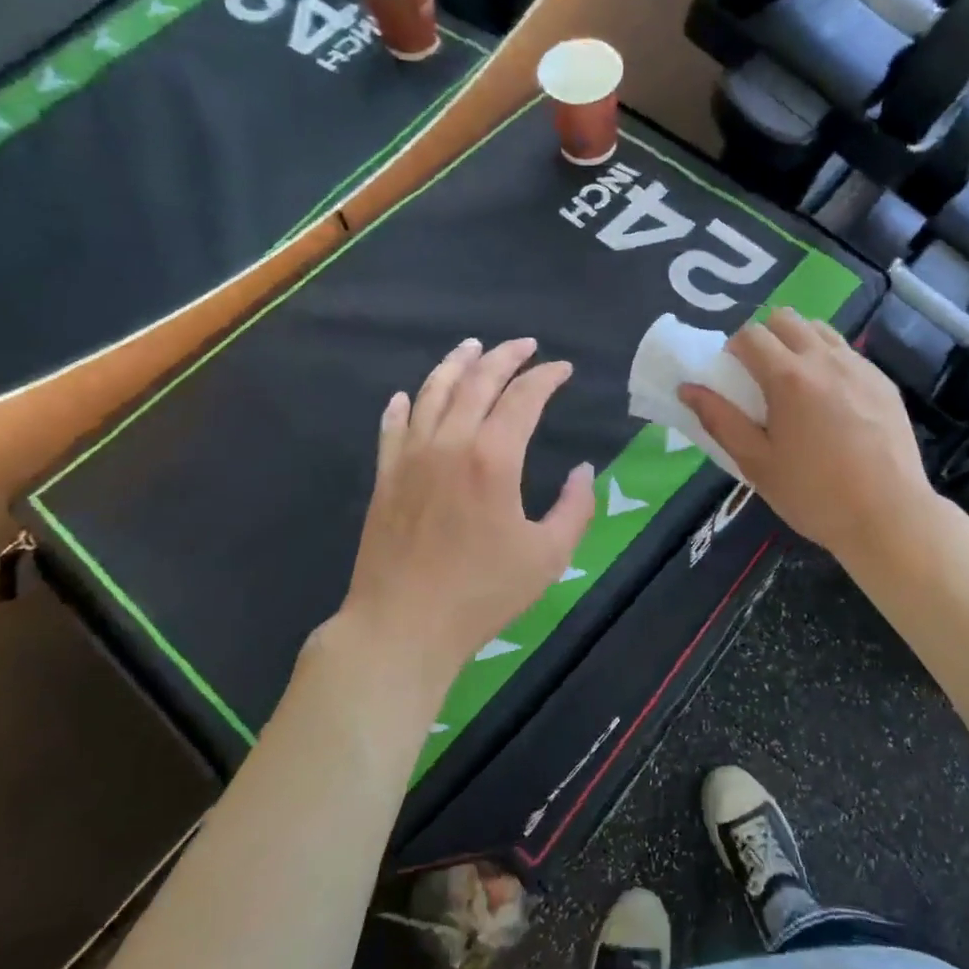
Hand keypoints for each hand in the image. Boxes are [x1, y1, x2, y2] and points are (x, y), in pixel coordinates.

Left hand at [321, 338, 595, 695]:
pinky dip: (403, 405)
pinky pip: (392, 427)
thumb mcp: (549, 555)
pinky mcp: (385, 477)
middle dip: (504, 356)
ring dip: (455, 365)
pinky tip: (407, 396)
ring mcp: (410, 457)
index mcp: (493, 458)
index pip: (523, 398)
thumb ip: (575, 508)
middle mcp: (449, 443)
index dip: (546, 377)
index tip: (564, 369)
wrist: (403, 624)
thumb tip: (584, 471)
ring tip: (471, 347)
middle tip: (524, 345)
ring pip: (432, 392)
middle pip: (476, 381)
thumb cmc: (483, 593)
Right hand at [681, 309, 936, 563]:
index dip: (734, 349)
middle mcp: (825, 359)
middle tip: (762, 377)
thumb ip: (720, 420)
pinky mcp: (884, 382)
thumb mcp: (756, 463)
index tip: (734, 378)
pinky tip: (833, 402)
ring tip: (798, 384)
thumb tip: (687, 388)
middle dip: (766, 337)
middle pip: (786, 318)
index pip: (750, 334)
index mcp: (788, 377)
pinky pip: (848, 353)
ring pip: (820, 329)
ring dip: (799, 343)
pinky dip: (830, 361)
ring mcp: (859, 367)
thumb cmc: (813, 494)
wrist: (889, 516)